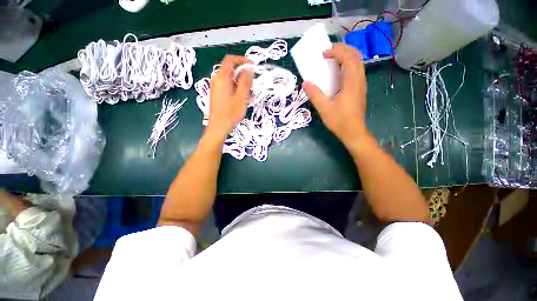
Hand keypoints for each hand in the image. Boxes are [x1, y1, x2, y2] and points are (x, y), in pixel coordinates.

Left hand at [206, 55, 253, 140]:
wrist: (218, 127)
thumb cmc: (230, 113)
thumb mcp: (241, 97)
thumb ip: (246, 81)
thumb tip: (249, 68)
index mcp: (222, 78)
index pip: (230, 60)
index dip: (242, 60)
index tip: (252, 67)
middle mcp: (217, 80)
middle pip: (231, 70)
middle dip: (244, 74)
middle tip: (253, 85)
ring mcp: (216, 87)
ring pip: (231, 79)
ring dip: (241, 84)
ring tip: (250, 95)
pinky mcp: (217, 94)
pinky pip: (228, 87)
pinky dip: (237, 89)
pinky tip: (243, 99)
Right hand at [303, 43, 368, 148]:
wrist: (353, 132)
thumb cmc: (339, 121)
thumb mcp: (324, 108)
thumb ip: (314, 94)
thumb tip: (305, 83)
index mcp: (351, 82)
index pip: (348, 58)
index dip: (336, 52)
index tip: (324, 54)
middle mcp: (359, 80)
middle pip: (356, 55)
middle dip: (343, 49)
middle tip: (328, 51)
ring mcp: (361, 84)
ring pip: (358, 62)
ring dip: (346, 55)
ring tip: (333, 58)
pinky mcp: (360, 89)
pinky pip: (356, 70)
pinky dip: (348, 64)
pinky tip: (338, 72)